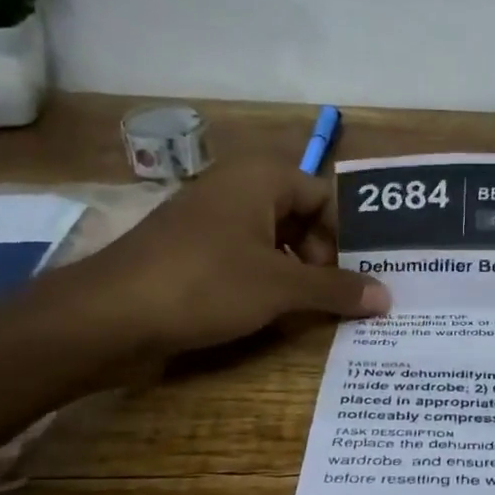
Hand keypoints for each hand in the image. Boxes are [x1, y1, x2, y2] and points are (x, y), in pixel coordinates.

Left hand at [66, 157, 389, 359]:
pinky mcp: (193, 253)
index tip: (363, 275)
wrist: (107, 317)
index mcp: (261, 177)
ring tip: (316, 310)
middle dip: (325, 258)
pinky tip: (276, 315)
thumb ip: (337, 290)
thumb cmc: (204, 285)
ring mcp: (211, 221)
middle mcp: (237, 189)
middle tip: (341, 297)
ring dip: (298, 275)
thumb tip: (388, 297)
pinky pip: (247, 260)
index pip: (326, 198)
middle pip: (302, 218)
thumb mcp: (281, 288)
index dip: (347, 236)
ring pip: (275, 242)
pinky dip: (268, 283)